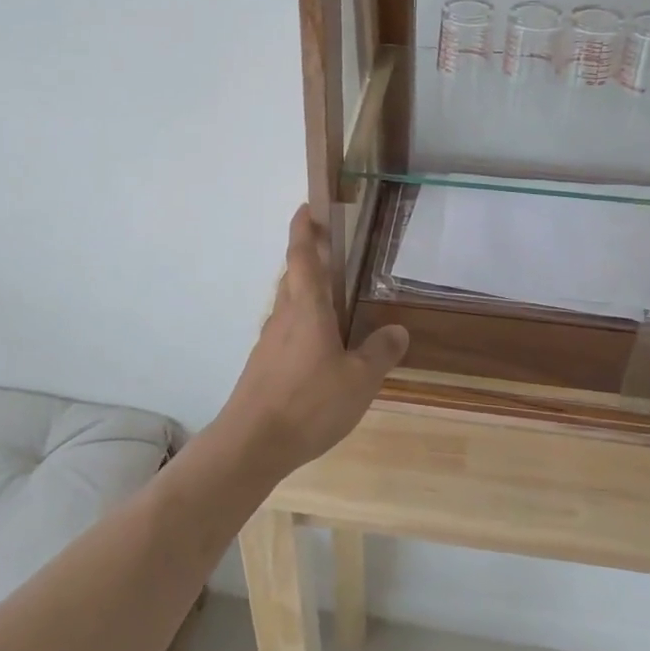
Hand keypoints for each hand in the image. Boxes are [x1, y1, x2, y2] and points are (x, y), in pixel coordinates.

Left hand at [219, 206, 408, 477]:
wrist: (252, 443)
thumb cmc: (309, 403)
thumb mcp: (359, 380)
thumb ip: (379, 353)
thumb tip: (398, 330)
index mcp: (307, 308)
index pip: (303, 256)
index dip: (304, 228)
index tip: (307, 207)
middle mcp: (283, 316)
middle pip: (293, 276)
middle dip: (307, 256)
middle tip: (331, 248)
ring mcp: (269, 341)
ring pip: (287, 303)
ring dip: (305, 291)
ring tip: (332, 298)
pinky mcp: (263, 365)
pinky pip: (285, 330)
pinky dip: (302, 322)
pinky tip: (319, 346)